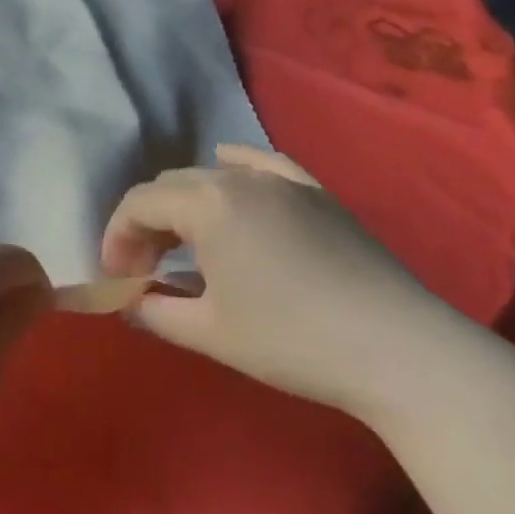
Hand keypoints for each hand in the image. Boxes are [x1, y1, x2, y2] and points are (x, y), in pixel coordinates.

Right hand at [100, 144, 476, 418]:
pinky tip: (232, 182)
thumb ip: (155, 312)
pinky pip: (262, 165)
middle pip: (171, 186)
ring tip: (185, 245)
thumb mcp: (209, 332)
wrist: (398, 348)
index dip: (116, 237)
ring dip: (185, 206)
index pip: (139, 204)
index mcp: (208, 205)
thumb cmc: (291, 340)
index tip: (116, 278)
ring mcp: (283, 179)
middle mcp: (240, 178)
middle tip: (145, 269)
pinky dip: (234, 173)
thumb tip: (130, 302)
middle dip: (147, 223)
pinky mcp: (317, 192)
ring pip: (212, 176)